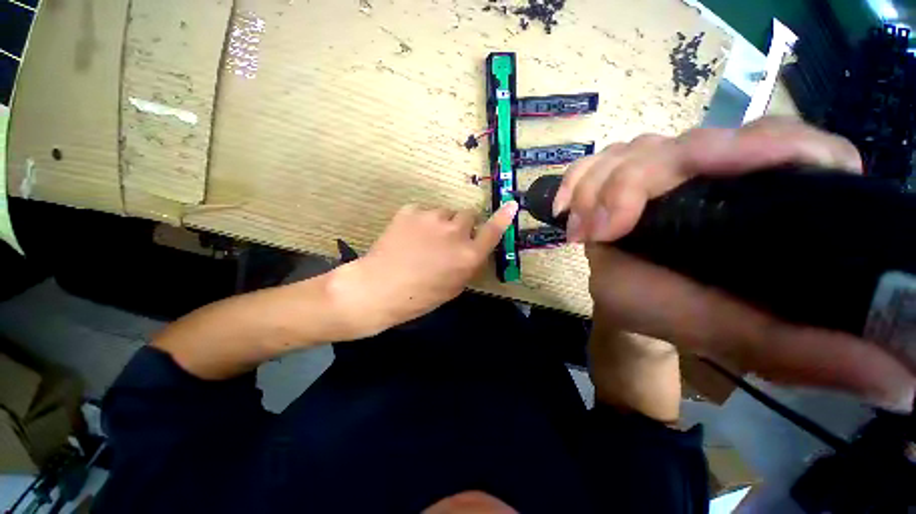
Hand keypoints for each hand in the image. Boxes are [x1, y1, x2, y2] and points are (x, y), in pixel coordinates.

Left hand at [333, 202, 518, 336]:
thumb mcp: (454, 287)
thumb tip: (472, 248)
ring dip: (441, 223)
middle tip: (447, 240)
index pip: (492, 231)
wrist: (378, 288)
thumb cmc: (419, 297)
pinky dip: (420, 221)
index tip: (511, 205)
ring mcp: (432, 217)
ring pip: (445, 212)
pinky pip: (423, 211)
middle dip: (462, 226)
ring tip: (423, 240)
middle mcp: (455, 232)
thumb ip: (468, 264)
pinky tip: (408, 236)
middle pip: (468, 215)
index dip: (503, 217)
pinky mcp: (410, 210)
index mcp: (468, 255)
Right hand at [558, 117, 915, 412]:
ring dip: (599, 186)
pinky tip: (566, 210)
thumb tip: (902, 384)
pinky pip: (594, 162)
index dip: (765, 146)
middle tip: (606, 230)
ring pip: (632, 149)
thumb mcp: (739, 337)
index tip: (720, 173)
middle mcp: (712, 174)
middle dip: (636, 181)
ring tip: (585, 231)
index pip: (783, 142)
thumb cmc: (676, 316)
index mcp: (758, 201)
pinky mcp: (618, 180)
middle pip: (685, 143)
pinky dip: (575, 180)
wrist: (627, 306)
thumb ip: (805, 352)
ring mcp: (658, 172)